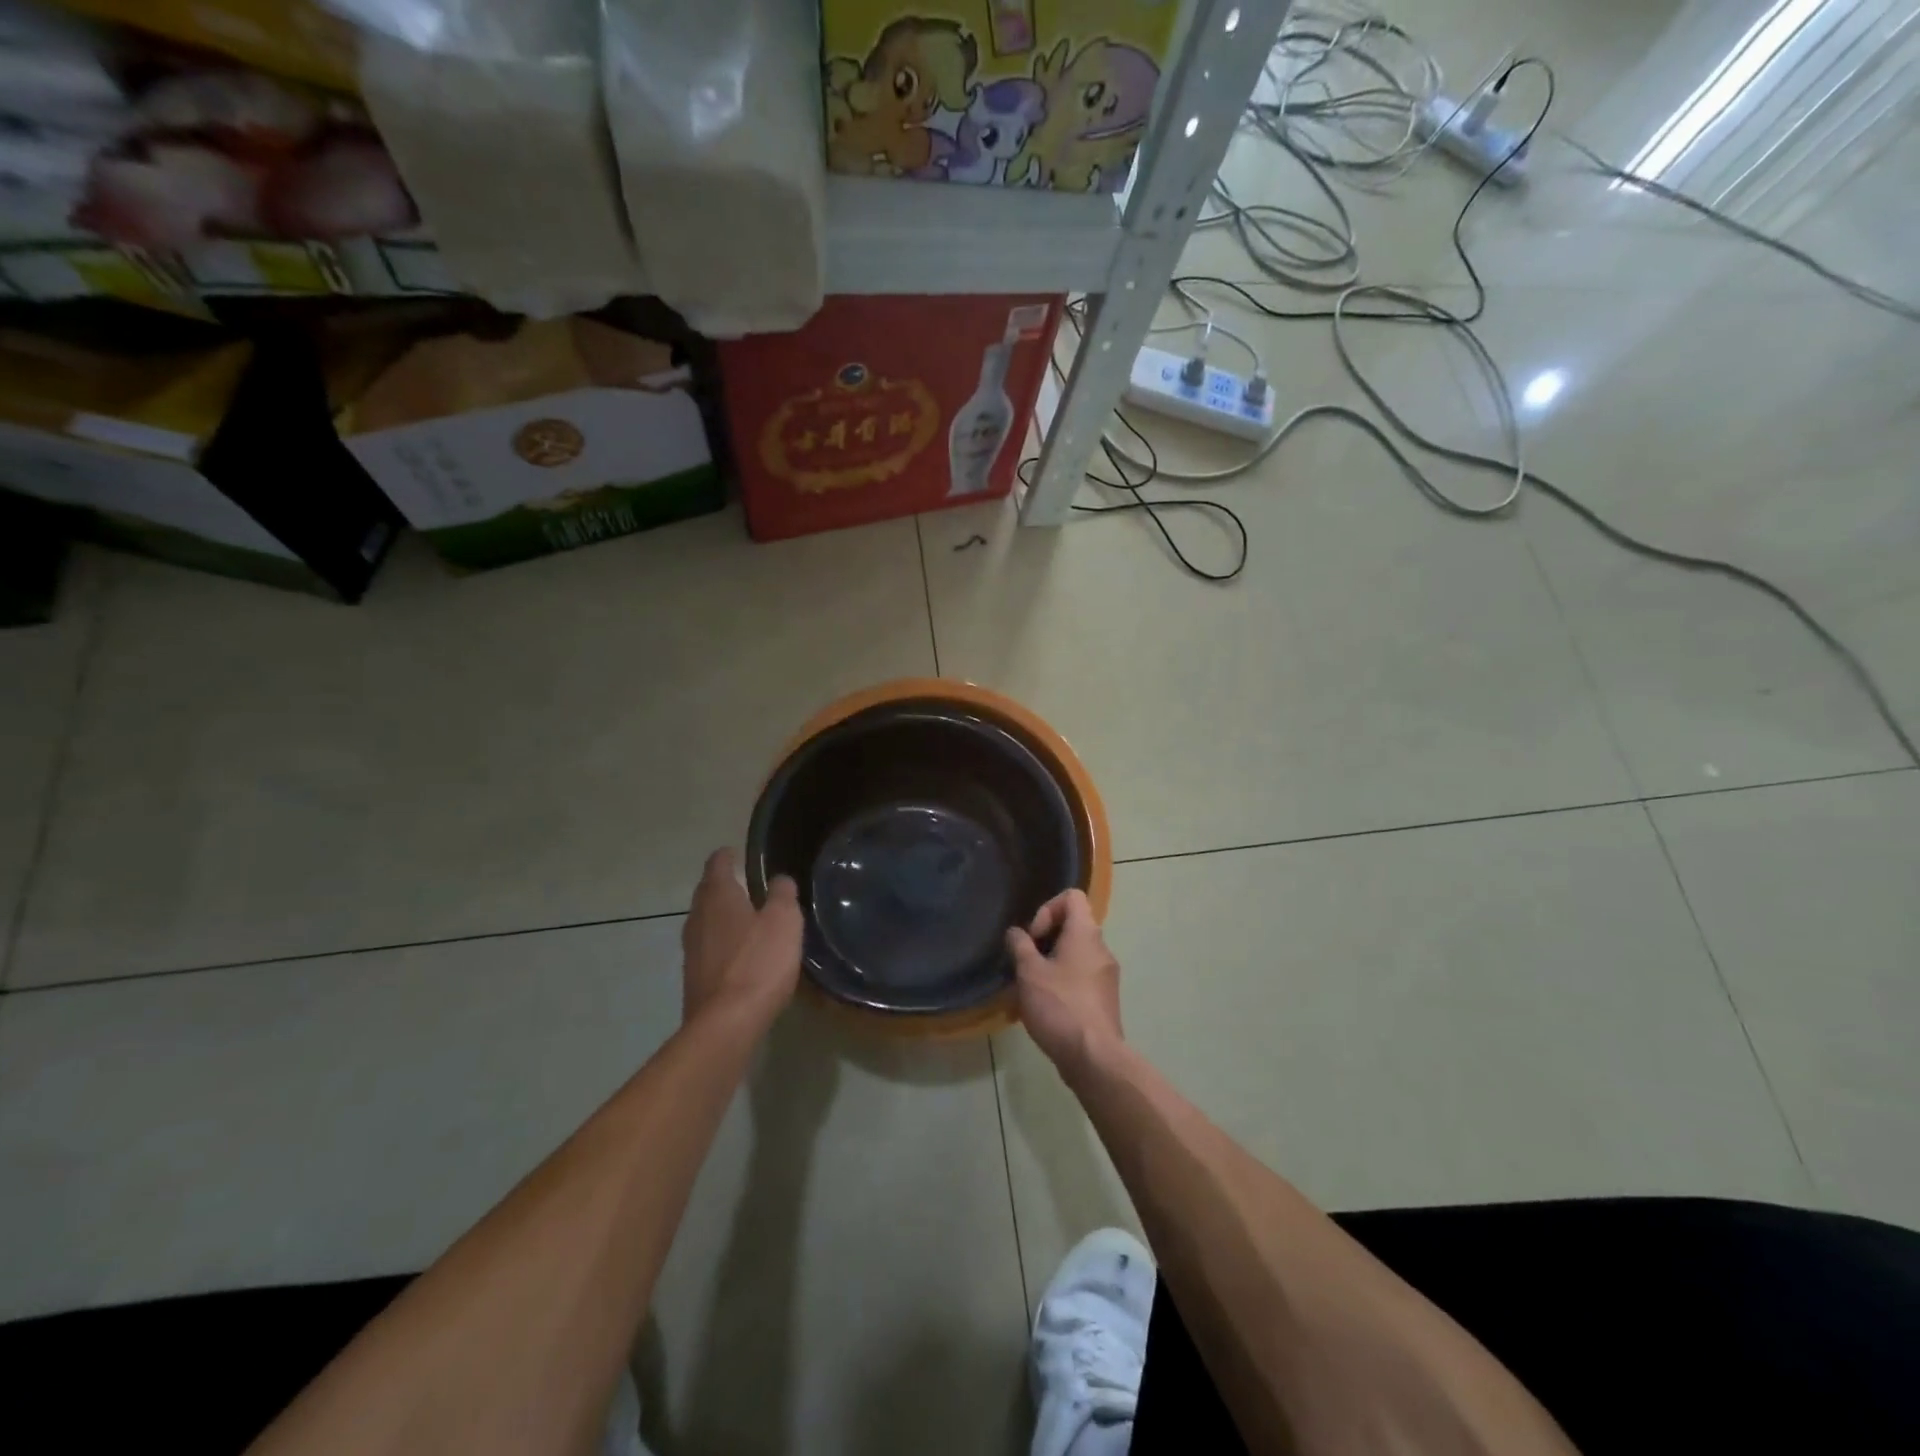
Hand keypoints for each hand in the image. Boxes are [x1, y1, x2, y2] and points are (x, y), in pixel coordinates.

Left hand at [682, 849, 803, 1031]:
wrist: (726, 1023)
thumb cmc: (758, 962)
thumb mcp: (784, 921)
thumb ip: (782, 895)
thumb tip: (779, 879)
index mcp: (718, 897)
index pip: (717, 865)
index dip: (726, 856)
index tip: (735, 852)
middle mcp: (698, 918)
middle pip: (706, 892)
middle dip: (720, 884)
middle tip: (741, 881)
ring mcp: (692, 949)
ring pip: (704, 921)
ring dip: (720, 915)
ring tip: (741, 915)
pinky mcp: (694, 977)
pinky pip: (707, 947)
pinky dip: (720, 941)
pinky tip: (737, 952)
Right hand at [1006, 889, 1122, 1078]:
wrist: (1094, 1057)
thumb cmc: (1060, 1006)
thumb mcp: (1029, 972)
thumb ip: (1020, 946)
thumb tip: (1016, 933)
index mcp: (1086, 933)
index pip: (1072, 897)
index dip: (1047, 909)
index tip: (1033, 937)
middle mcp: (1101, 949)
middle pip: (1072, 926)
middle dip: (1044, 940)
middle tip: (1026, 963)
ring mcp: (1106, 976)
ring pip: (1075, 955)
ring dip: (1050, 964)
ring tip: (1030, 988)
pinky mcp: (1104, 999)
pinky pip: (1080, 978)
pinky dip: (1062, 983)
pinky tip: (1044, 1007)